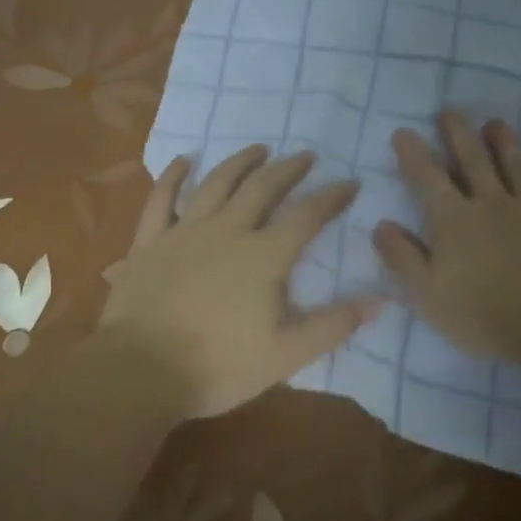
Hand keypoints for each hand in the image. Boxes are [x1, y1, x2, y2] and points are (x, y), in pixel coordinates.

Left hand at [101, 146, 381, 418]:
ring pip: (216, 183)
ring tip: (258, 149)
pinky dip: (174, 176)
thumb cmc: (217, 366)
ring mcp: (184, 231)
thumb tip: (380, 301)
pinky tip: (184, 161)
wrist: (140, 371)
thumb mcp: (285, 355)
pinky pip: (162, 198)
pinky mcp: (149, 241)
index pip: (305, 216)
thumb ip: (332, 325)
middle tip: (305, 156)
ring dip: (240, 162)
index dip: (331, 197)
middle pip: (262, 188)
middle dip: (288, 169)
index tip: (349, 182)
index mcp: (263, 256)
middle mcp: (227, 231)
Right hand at [373, 112, 520, 369]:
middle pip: (474, 161)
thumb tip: (381, 225)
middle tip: (450, 111)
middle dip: (458, 134)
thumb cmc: (485, 317)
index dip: (412, 153)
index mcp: (455, 220)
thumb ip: (402, 258)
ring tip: (497, 124)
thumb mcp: (428, 295)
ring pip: (520, 168)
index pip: (427, 177)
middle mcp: (493, 205)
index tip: (403, 131)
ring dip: (507, 144)